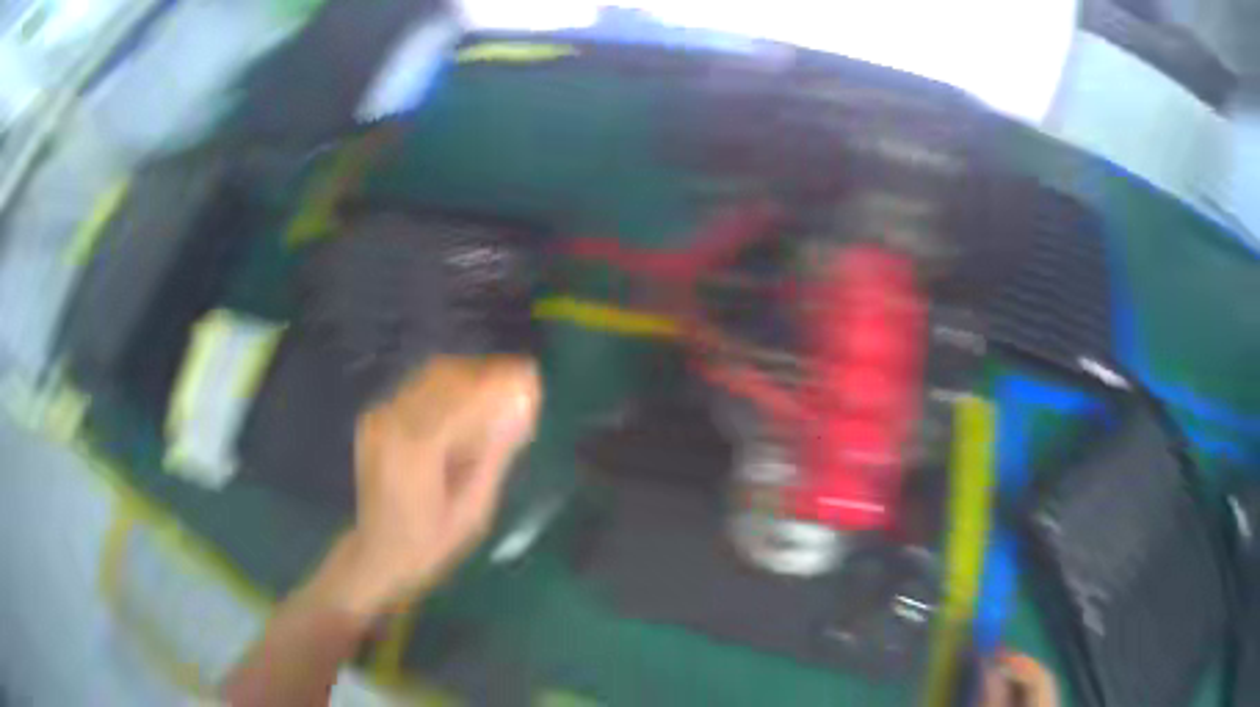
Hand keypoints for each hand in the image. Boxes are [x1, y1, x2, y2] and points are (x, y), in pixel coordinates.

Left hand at [312, 355, 540, 620]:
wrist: (377, 553)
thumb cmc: (431, 544)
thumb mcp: (473, 511)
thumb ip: (495, 456)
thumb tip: (522, 409)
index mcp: (417, 449)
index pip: (463, 396)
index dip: (500, 380)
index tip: (533, 376)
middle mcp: (393, 422)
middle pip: (446, 376)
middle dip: (488, 372)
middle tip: (521, 380)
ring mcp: (380, 416)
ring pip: (431, 375)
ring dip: (470, 374)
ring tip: (501, 387)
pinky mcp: (377, 416)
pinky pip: (418, 387)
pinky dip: (449, 384)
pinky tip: (469, 399)